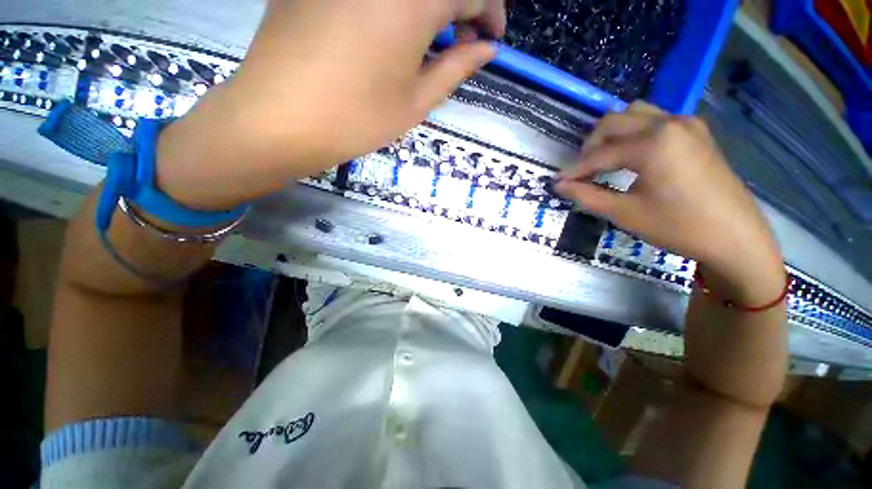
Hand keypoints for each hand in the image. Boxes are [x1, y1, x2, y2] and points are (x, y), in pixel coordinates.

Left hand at [156, 0, 504, 209]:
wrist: (278, 119)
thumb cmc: (357, 119)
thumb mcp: (416, 102)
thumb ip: (456, 68)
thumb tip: (486, 49)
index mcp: (415, 0)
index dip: (491, 11)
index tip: (491, 38)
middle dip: (463, 5)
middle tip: (464, 38)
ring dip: (430, 6)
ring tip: (430, 38)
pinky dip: (396, 5)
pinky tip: (392, 29)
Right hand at [556, 102, 783, 300]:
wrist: (736, 237)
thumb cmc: (678, 227)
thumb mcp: (625, 214)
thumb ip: (587, 195)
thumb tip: (559, 185)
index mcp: (653, 144)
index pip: (599, 154)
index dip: (575, 170)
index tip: (558, 182)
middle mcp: (669, 123)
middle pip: (613, 122)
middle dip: (590, 146)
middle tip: (581, 172)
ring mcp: (686, 124)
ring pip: (634, 114)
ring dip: (612, 134)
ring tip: (604, 160)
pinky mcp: (696, 131)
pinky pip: (655, 120)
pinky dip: (634, 132)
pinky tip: (632, 155)